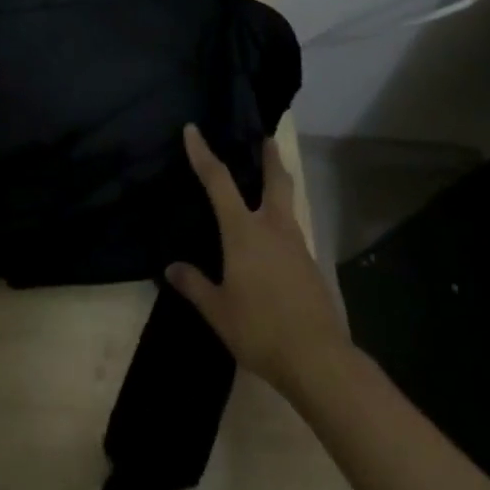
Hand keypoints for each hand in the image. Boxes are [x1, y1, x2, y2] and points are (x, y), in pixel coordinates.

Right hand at [167, 123, 350, 400]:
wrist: (319, 360)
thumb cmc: (260, 328)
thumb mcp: (218, 311)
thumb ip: (195, 285)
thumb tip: (171, 268)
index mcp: (244, 231)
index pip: (218, 181)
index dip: (203, 153)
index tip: (193, 129)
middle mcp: (273, 228)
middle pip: (275, 181)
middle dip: (270, 158)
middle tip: (267, 139)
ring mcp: (297, 247)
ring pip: (288, 206)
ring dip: (280, 188)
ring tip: (269, 186)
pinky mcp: (312, 268)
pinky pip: (293, 235)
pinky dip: (283, 225)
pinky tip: (275, 243)